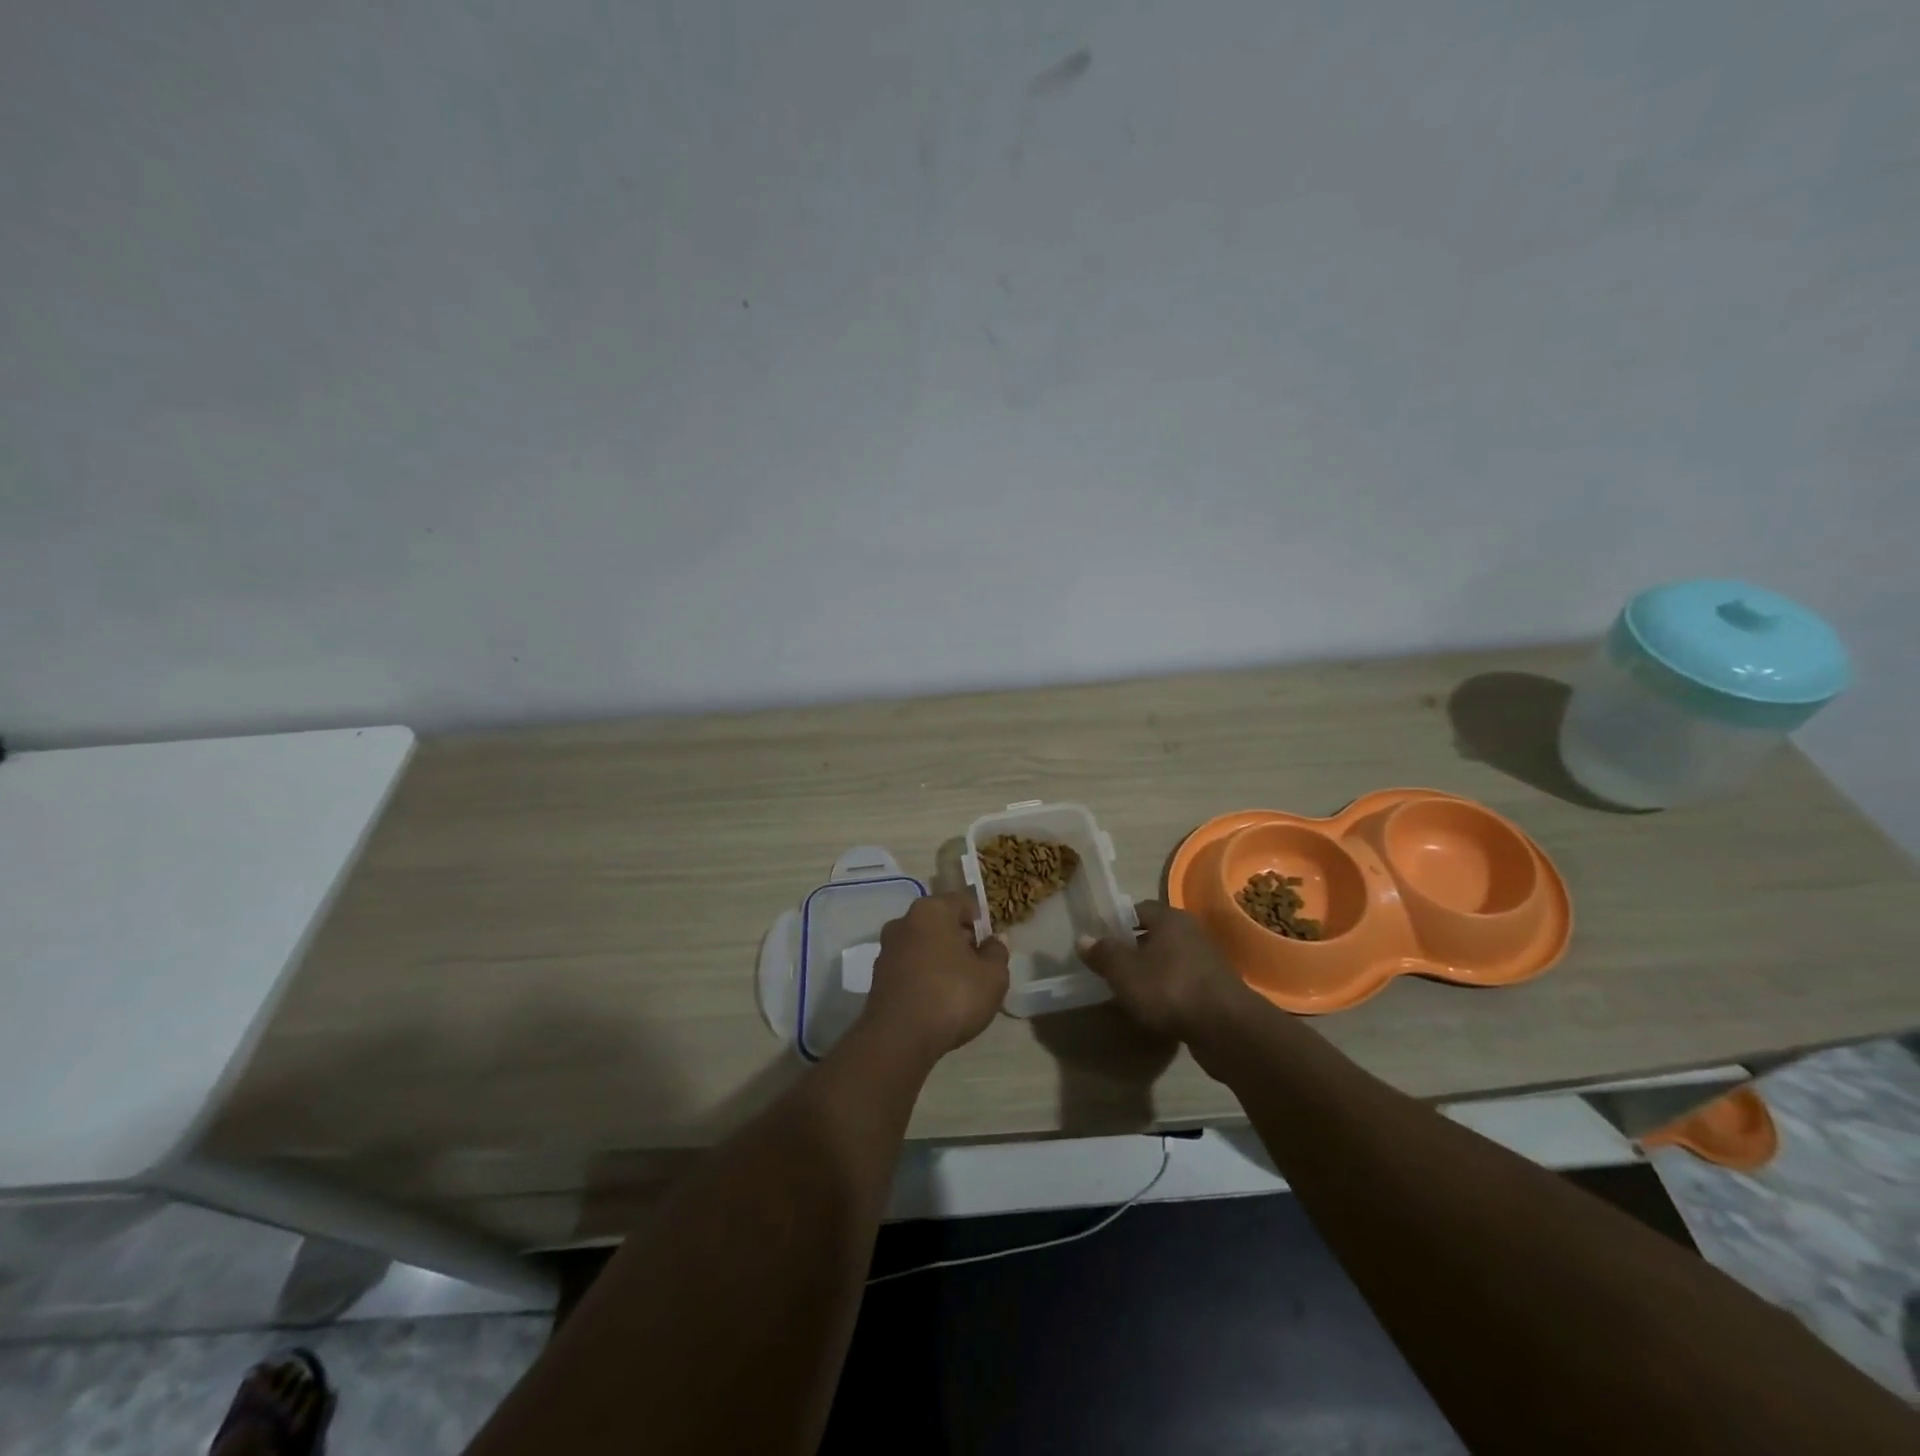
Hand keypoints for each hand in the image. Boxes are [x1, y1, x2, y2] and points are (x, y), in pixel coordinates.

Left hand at [864, 892, 1010, 1057]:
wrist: (899, 1037)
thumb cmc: (952, 995)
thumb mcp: (992, 976)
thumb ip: (997, 953)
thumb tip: (995, 940)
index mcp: (932, 910)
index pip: (962, 902)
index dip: (980, 921)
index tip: (991, 945)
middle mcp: (904, 921)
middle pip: (940, 922)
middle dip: (960, 940)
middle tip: (978, 966)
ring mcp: (887, 949)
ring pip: (923, 945)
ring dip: (940, 958)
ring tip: (959, 987)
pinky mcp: (878, 977)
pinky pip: (909, 967)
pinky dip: (924, 976)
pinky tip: (937, 1000)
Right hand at [1077, 900, 1259, 1044]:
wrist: (1226, 1029)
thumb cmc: (1169, 988)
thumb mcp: (1124, 971)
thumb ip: (1103, 953)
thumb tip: (1083, 939)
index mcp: (1170, 918)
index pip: (1137, 909)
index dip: (1117, 923)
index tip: (1100, 942)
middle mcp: (1192, 932)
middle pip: (1154, 935)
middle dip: (1133, 950)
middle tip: (1110, 968)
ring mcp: (1208, 960)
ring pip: (1169, 960)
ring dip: (1152, 973)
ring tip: (1130, 992)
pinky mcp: (1216, 988)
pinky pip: (1183, 982)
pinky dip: (1169, 992)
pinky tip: (1156, 1009)